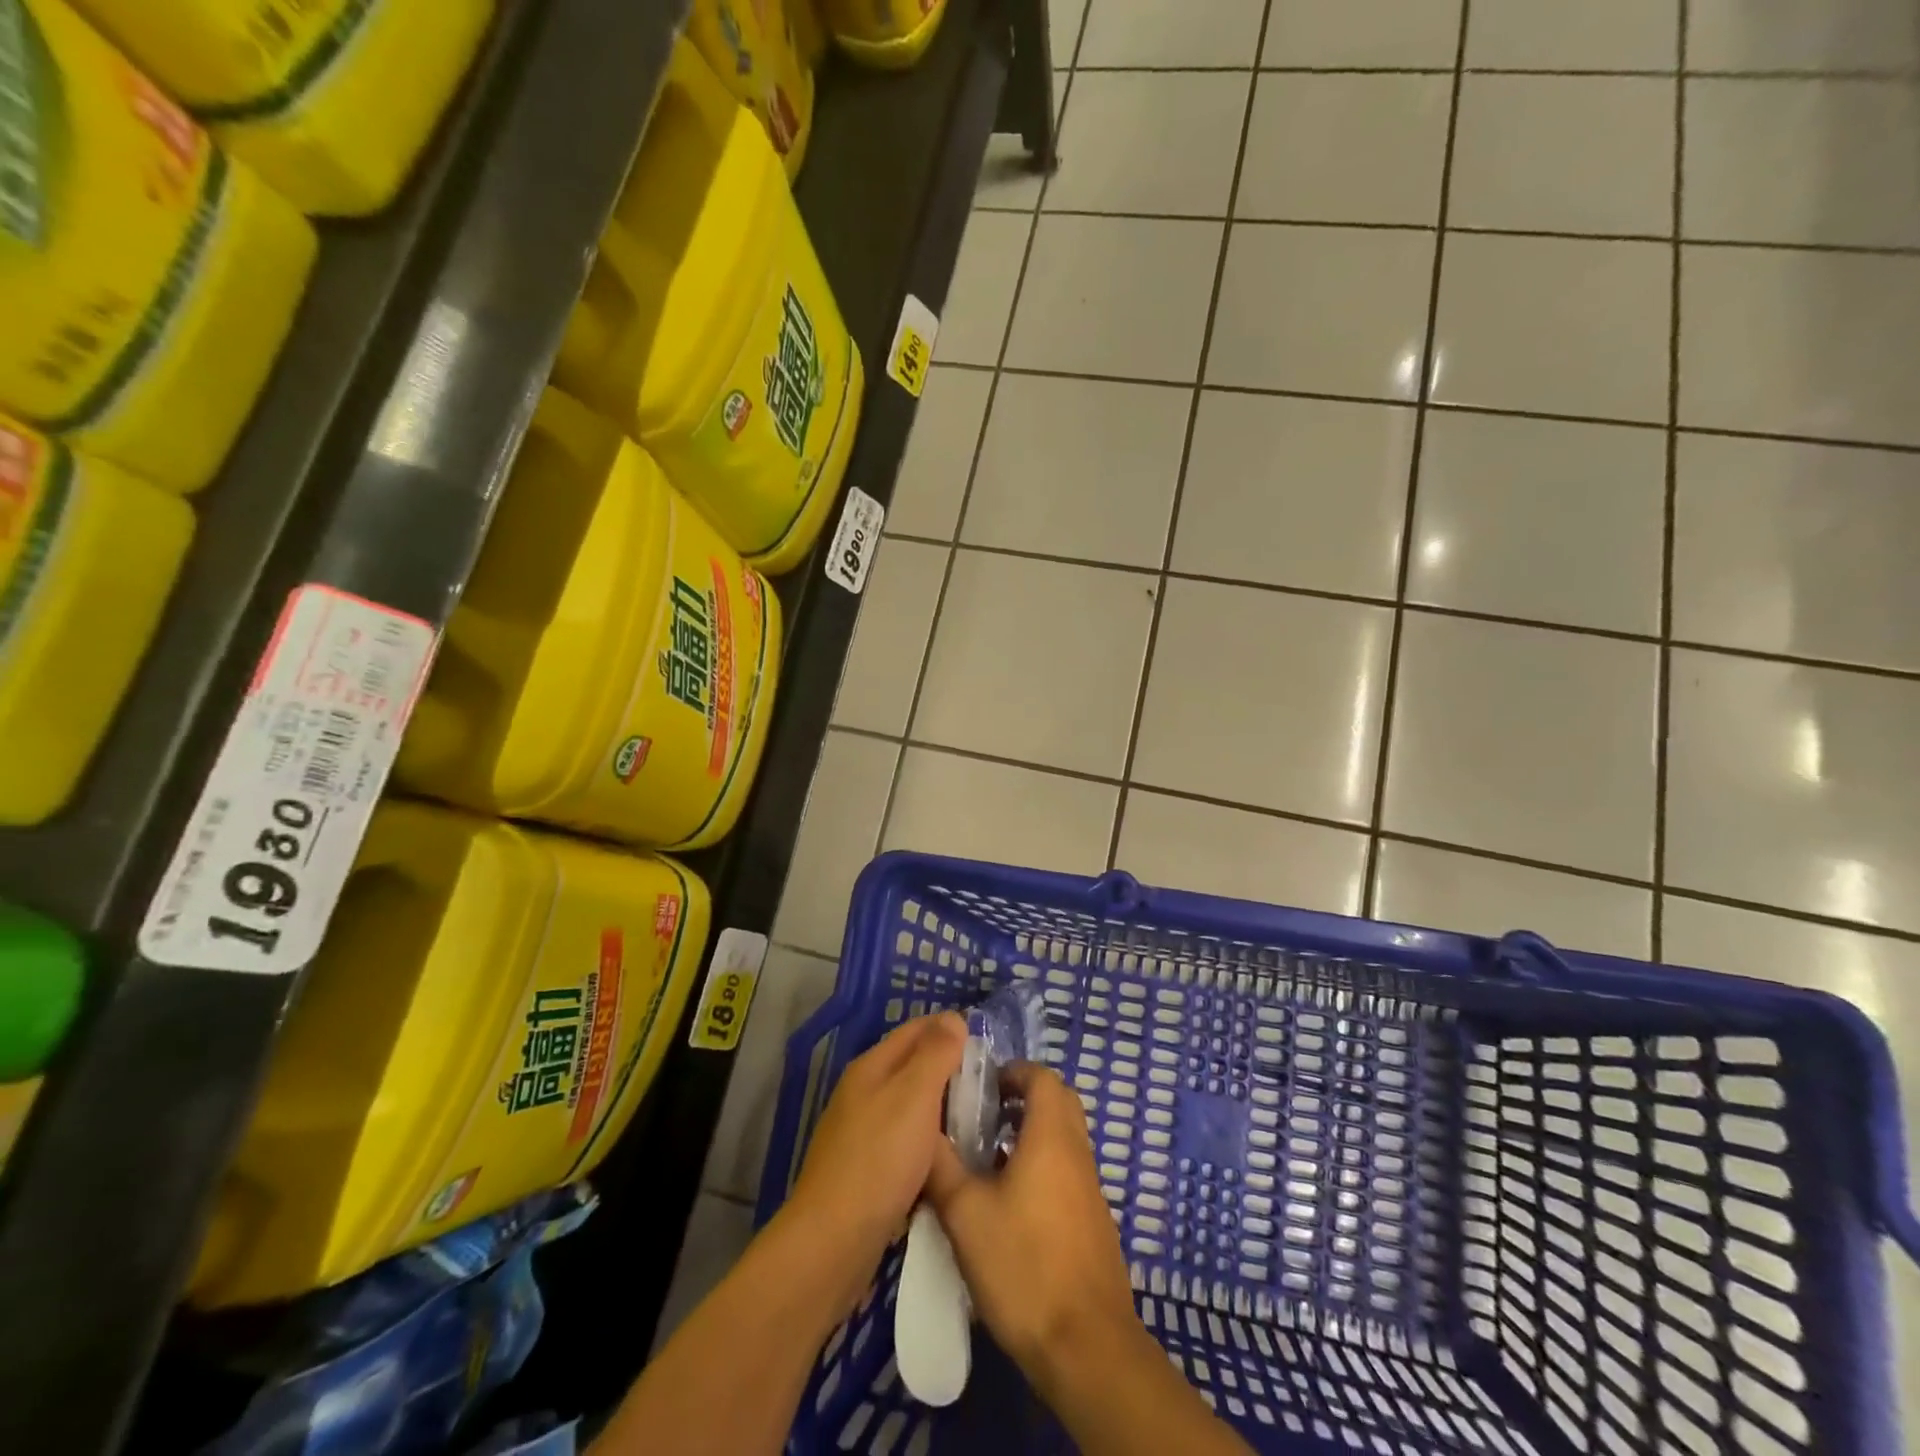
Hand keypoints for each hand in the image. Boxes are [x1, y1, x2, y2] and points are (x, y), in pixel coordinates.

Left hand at [782, 1012, 965, 1309]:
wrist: (833, 1241)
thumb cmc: (879, 1159)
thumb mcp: (914, 1096)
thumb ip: (935, 1054)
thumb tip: (954, 1017)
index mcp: (872, 1066)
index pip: (917, 1029)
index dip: (951, 1028)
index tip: (989, 1043)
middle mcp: (863, 1091)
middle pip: (912, 1065)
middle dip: (949, 1067)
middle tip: (991, 1083)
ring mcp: (861, 1131)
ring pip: (910, 1104)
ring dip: (942, 1105)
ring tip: (980, 1117)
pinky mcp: (866, 1168)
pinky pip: (906, 1139)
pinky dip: (929, 1139)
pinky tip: (951, 1155)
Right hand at [924, 1062, 1142, 1391]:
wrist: (1087, 1347)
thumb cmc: (1024, 1266)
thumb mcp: (966, 1214)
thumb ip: (941, 1167)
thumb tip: (922, 1134)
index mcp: (1052, 1137)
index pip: (1042, 1077)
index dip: (1012, 1071)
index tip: (981, 1087)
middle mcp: (1077, 1153)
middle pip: (1057, 1102)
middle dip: (1022, 1098)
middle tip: (983, 1115)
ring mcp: (1089, 1189)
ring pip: (1062, 1139)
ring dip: (1029, 1135)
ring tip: (985, 1159)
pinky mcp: (1092, 1223)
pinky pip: (1066, 1172)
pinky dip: (1040, 1167)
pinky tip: (1007, 1204)